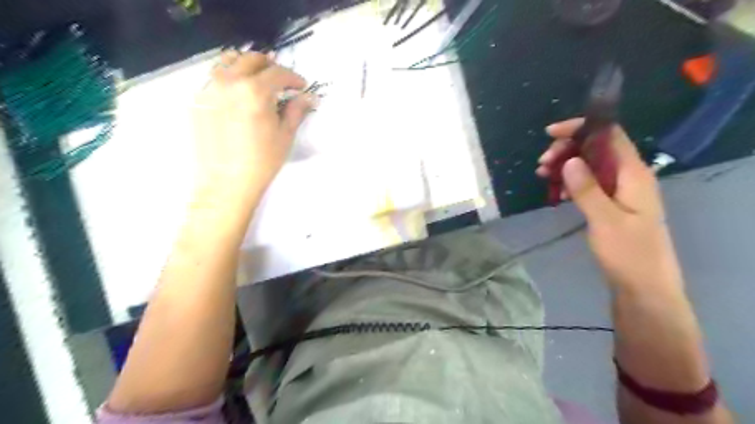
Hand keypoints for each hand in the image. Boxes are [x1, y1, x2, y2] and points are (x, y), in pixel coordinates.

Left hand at [194, 51, 315, 203]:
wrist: (226, 183)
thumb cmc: (262, 162)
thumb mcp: (285, 136)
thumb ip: (296, 111)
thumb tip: (307, 98)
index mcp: (255, 91)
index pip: (278, 72)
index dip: (294, 78)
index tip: (301, 86)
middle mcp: (229, 82)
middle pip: (251, 59)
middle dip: (270, 66)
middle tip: (281, 80)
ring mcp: (209, 89)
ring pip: (227, 63)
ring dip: (246, 66)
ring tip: (256, 80)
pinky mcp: (197, 101)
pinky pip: (214, 79)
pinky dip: (229, 80)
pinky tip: (237, 97)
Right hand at [536, 116, 684, 294]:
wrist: (644, 286)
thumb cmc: (628, 253)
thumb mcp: (605, 220)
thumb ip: (587, 189)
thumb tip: (569, 160)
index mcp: (633, 174)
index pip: (609, 135)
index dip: (581, 128)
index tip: (551, 134)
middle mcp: (628, 176)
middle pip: (597, 148)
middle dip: (567, 150)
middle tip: (542, 164)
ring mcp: (620, 190)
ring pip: (590, 166)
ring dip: (566, 166)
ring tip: (542, 175)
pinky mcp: (612, 204)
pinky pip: (589, 183)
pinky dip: (571, 182)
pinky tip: (557, 192)